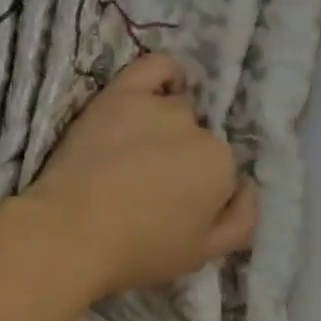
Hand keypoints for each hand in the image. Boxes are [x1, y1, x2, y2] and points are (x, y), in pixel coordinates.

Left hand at [22, 54, 257, 299]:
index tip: (176, 204)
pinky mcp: (120, 94)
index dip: (201, 187)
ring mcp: (157, 106)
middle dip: (183, 158)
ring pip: (176, 108)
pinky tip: (160, 88)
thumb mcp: (204, 254)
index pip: (221, 168)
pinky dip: (166, 73)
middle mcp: (196, 127)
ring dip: (166, 125)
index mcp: (220, 165)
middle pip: (198, 136)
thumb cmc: (139, 250)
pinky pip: (155, 66)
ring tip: (138, 151)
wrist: (71, 232)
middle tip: (151, 183)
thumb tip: (250, 187)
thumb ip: (242, 220)